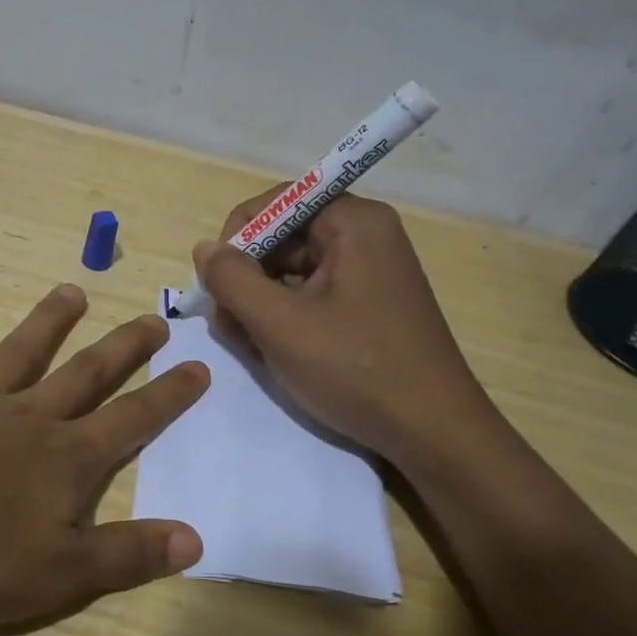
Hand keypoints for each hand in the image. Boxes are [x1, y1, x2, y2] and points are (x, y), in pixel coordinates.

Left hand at [0, 283, 209, 629]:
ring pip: (14, 355)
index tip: (199, 367)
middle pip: (84, 375)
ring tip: (70, 291)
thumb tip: (195, 539)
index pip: (130, 422)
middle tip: (151, 319)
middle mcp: (23, 419)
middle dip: (122, 350)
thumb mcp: (60, 572)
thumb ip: (127, 556)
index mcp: (63, 459)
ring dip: (44, 323)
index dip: (168, 398)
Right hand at [194, 189, 494, 460]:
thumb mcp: (280, 323)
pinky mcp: (370, 306)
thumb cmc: (355, 369)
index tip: (218, 285)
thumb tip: (204, 249)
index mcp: (353, 222)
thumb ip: (232, 279)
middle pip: (283, 238)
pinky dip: (286, 318)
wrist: (432, 432)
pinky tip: (273, 352)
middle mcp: (366, 236)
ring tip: (249, 346)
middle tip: (227, 325)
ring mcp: (370, 273)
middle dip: (247, 278)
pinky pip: (313, 296)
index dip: (237, 237)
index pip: (276, 203)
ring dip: (261, 303)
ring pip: (294, 272)